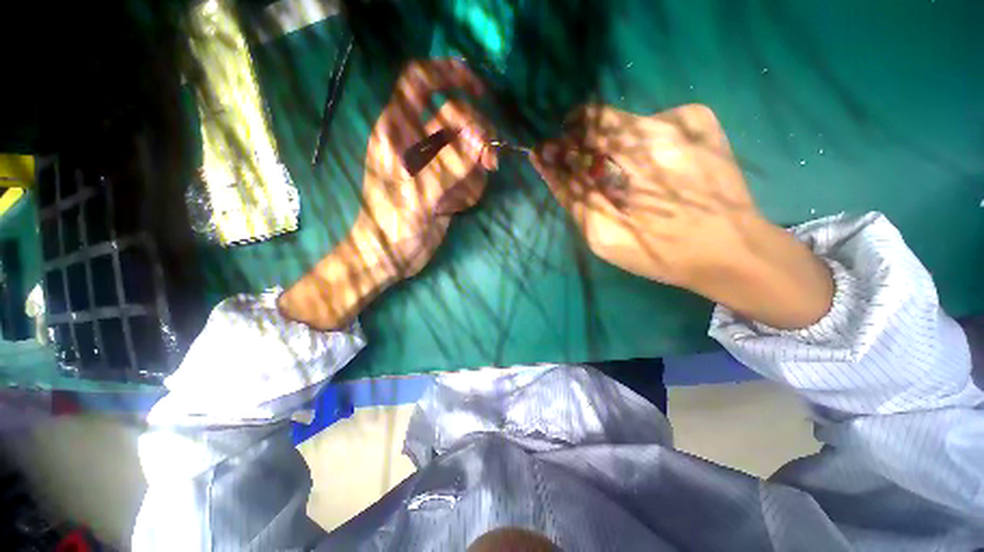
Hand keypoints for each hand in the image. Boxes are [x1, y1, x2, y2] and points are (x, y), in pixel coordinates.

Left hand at [279, 59, 496, 329]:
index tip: (480, 90)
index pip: (420, 81)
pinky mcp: (447, 184)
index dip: (449, 74)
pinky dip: (471, 190)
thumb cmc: (391, 224)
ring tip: (459, 200)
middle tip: (490, 161)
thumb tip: (481, 139)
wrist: (391, 257)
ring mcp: (435, 164)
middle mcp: (418, 142)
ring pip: (469, 149)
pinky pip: (471, 175)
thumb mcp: (419, 193)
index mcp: (398, 131)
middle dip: (478, 136)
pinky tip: (455, 209)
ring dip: (475, 172)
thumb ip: (450, 164)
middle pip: (457, 117)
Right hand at [531, 103, 832, 328]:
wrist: (736, 252)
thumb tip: (546, 163)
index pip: (588, 122)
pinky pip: (651, 128)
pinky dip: (638, 150)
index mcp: (646, 150)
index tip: (557, 161)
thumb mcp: (606, 235)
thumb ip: (573, 196)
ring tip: (628, 186)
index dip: (567, 141)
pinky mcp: (703, 121)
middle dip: (590, 151)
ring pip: (628, 126)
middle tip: (596, 184)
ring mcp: (692, 116)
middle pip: (607, 122)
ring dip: (614, 153)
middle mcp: (671, 120)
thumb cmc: (665, 252)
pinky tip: (651, 176)